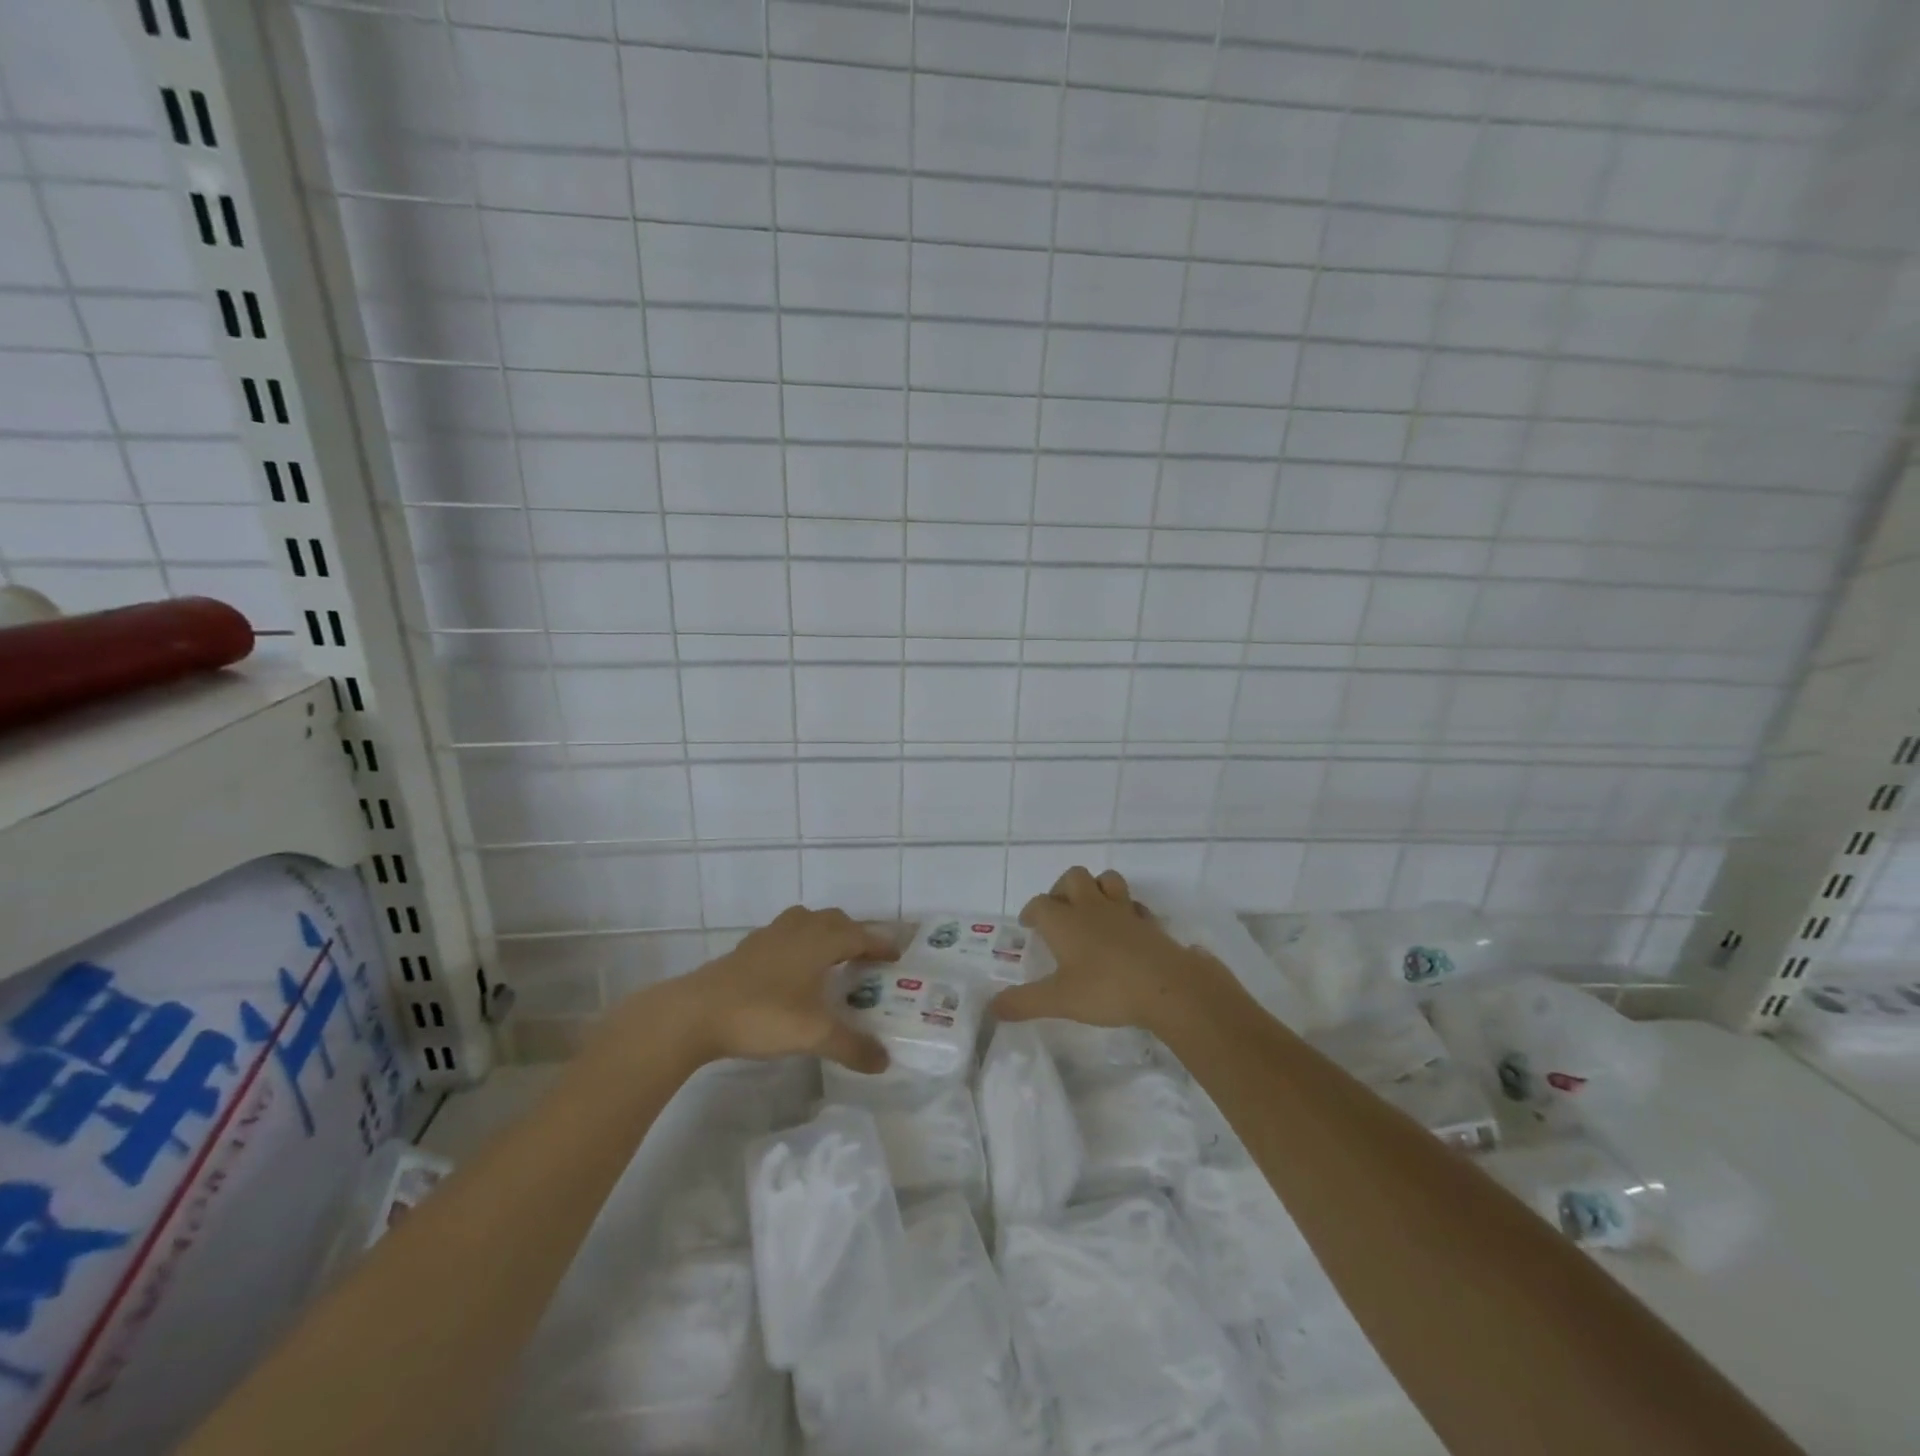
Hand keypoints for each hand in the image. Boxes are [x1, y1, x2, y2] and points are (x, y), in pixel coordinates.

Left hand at [665, 906, 897, 1071]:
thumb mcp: (813, 1035)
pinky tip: (792, 969)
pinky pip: (784, 935)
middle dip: (854, 933)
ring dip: (824, 932)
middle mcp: (798, 930)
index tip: (896, 954)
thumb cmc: (763, 1014)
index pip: (859, 935)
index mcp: (819, 941)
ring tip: (831, 956)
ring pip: (806, 921)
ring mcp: (769, 937)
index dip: (879, 943)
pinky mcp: (747, 949)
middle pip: (834, 920)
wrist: (696, 1013)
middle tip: (866, 956)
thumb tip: (885, 1062)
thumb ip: (852, 1046)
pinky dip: (798, 943)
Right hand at [992, 867, 1240, 1034]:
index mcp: (1064, 921)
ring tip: (1091, 911)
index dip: (1031, 912)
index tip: (1029, 924)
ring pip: (1107, 880)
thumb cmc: (1106, 989)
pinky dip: (1127, 910)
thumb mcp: (1060, 1000)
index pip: (1040, 904)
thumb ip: (1025, 1002)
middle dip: (1062, 889)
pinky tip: (1125, 929)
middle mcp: (1091, 907)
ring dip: (1096, 888)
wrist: (1166, 986)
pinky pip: (1135, 905)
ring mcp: (1123, 911)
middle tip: (1060, 912)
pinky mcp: (1149, 922)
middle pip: (1073, 877)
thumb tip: (992, 1007)